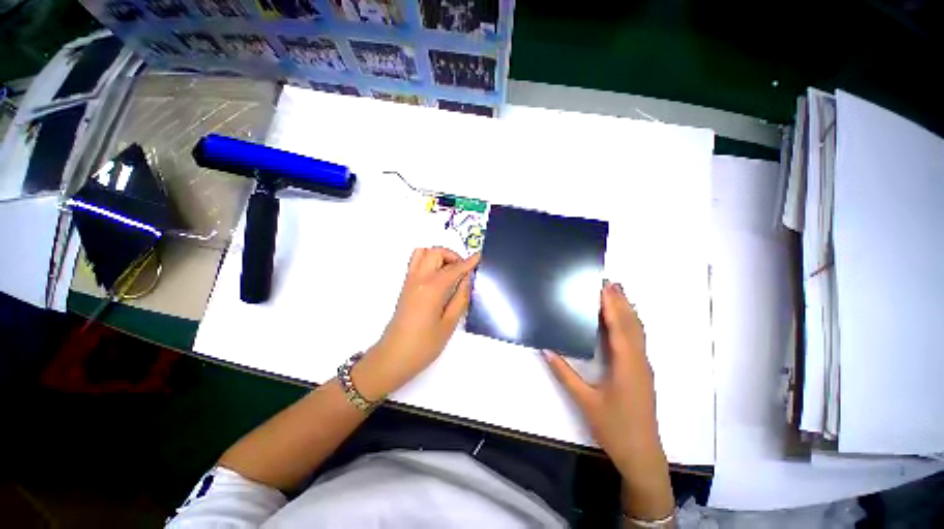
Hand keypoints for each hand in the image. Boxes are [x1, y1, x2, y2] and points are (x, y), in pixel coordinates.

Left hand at [354, 248, 480, 400]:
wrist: (393, 357)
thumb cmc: (424, 345)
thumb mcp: (449, 324)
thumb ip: (460, 298)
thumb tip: (467, 279)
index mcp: (432, 289)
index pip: (454, 268)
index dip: (468, 262)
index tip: (478, 257)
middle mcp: (419, 279)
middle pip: (435, 252)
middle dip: (452, 255)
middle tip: (463, 270)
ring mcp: (409, 281)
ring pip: (422, 252)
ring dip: (438, 256)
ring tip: (450, 270)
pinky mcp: (405, 286)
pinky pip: (415, 262)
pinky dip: (428, 260)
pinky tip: (438, 276)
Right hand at [544, 281, 673, 520]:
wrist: (642, 455)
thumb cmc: (614, 428)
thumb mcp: (585, 401)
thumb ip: (564, 373)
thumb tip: (546, 350)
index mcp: (626, 364)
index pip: (619, 326)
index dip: (612, 304)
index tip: (603, 286)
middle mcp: (639, 360)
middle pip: (632, 324)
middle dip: (621, 301)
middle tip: (609, 282)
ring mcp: (643, 366)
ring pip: (638, 331)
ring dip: (628, 310)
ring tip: (617, 293)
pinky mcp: (642, 371)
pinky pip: (638, 339)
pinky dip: (630, 323)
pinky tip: (623, 320)